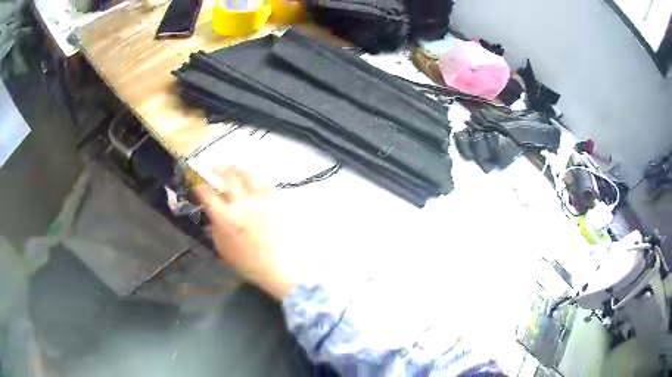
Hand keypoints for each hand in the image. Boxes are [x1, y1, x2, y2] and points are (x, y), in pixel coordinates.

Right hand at [193, 166, 294, 299]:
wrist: (267, 265)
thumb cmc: (240, 258)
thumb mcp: (219, 243)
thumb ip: (213, 223)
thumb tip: (210, 208)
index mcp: (224, 217)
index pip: (207, 193)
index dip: (199, 184)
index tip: (196, 181)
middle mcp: (240, 205)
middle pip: (228, 176)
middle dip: (218, 168)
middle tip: (214, 168)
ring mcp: (257, 203)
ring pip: (248, 175)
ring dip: (238, 169)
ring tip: (234, 169)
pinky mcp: (271, 205)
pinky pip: (265, 185)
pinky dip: (257, 179)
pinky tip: (253, 180)